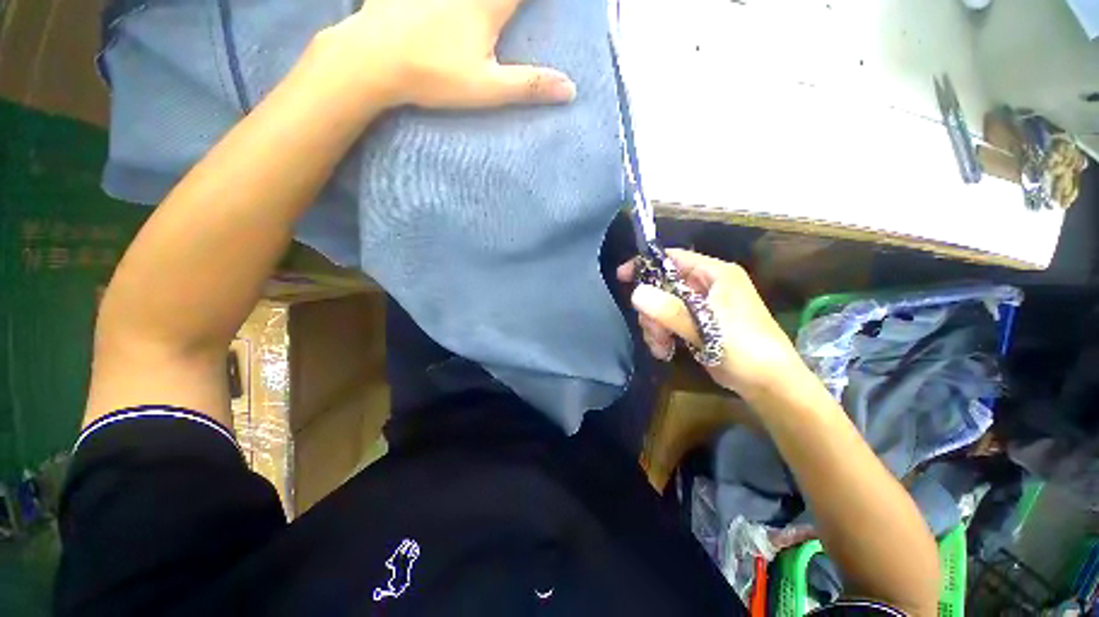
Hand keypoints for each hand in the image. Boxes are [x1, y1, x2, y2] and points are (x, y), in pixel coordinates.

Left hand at [325, 0, 576, 108]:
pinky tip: (440, 7)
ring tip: (483, 14)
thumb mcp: (487, 89)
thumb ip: (529, 85)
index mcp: (488, 5)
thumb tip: (571, 89)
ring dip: (489, 3)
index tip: (541, 6)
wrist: (374, 59)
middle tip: (504, 14)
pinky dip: (442, 1)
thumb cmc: (435, 76)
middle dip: (508, 2)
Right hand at [617, 250, 804, 393]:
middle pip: (663, 286)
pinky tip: (664, 351)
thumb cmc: (745, 347)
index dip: (645, 264)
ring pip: (662, 306)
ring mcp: (700, 307)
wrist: (769, 384)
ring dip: (655, 326)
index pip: (673, 258)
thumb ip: (670, 309)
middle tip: (652, 329)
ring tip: (660, 346)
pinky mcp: (696, 325)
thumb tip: (635, 293)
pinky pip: (667, 322)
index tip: (622, 278)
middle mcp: (706, 286)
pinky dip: (661, 335)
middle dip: (652, 309)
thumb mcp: (706, 326)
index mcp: (714, 274)